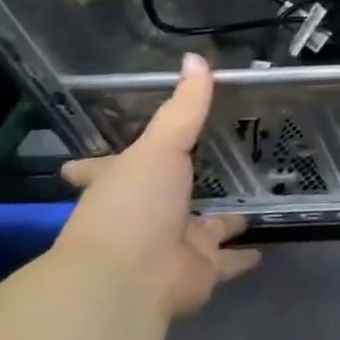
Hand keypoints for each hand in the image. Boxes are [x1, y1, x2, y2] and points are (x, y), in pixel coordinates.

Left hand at [57, 53, 259, 317]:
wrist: (128, 281)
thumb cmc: (133, 206)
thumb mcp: (159, 147)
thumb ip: (184, 107)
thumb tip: (197, 58)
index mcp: (121, 187)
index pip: (102, 170)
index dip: (95, 165)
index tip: (76, 164)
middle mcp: (144, 217)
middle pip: (161, 201)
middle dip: (177, 192)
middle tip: (201, 175)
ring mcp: (173, 247)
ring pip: (202, 231)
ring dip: (220, 224)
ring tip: (248, 209)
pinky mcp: (199, 272)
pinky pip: (227, 262)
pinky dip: (242, 258)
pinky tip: (263, 248)